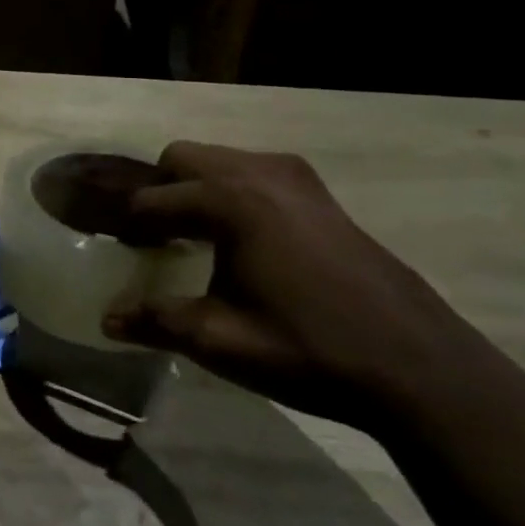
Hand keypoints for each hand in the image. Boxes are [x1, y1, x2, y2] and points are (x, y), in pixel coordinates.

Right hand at [104, 142, 524, 436]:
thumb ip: (155, 321)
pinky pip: (257, 173)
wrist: (417, 367)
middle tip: (152, 238)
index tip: (117, 251)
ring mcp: (298, 179)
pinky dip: (234, 192)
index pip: (153, 200)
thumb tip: (107, 320)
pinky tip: (242, 241)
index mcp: (230, 201)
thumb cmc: (307, 349)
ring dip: (197, 188)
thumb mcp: (219, 340)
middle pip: (183, 158)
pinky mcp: (323, 196)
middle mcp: (260, 173)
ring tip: (193, 237)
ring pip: (222, 160)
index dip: (128, 226)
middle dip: (160, 191)